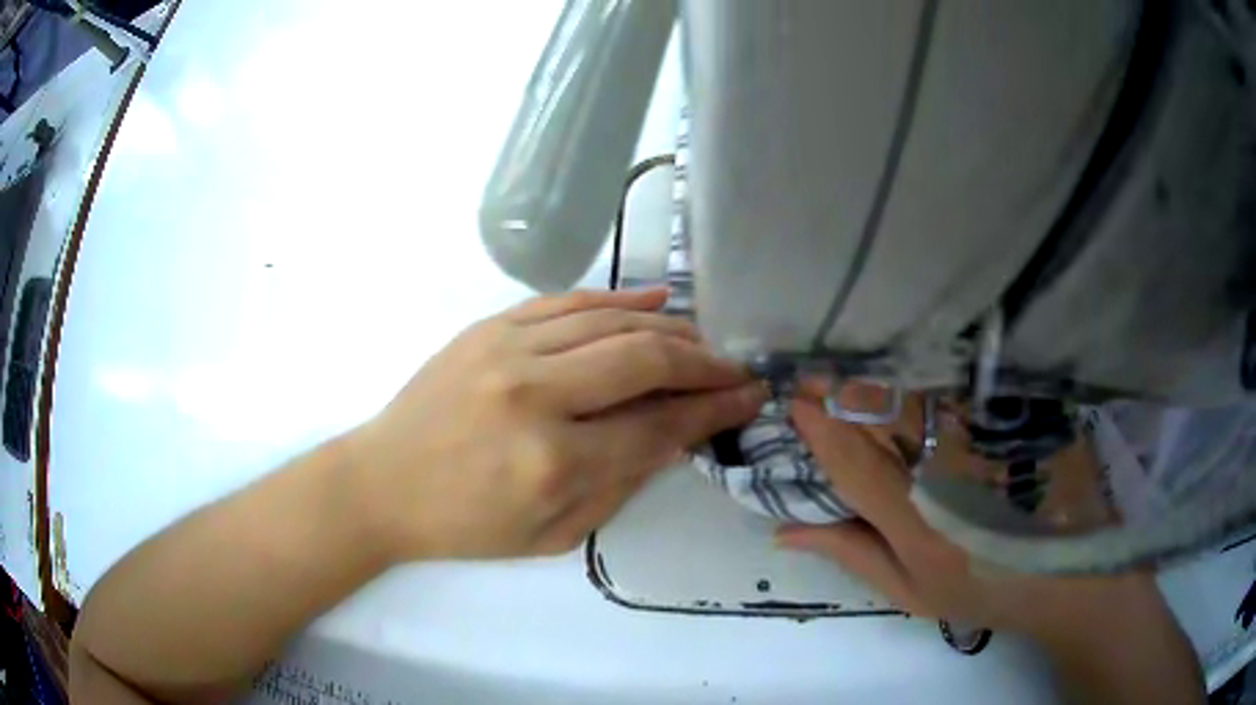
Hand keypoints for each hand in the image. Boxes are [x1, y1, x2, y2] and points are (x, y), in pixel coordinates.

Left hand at [346, 288, 765, 561]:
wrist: (383, 483)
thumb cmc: (467, 525)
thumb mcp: (553, 535)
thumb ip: (621, 484)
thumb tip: (674, 436)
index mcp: (553, 463)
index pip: (657, 425)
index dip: (712, 409)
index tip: (746, 396)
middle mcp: (535, 396)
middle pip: (643, 359)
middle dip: (702, 361)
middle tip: (733, 367)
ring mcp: (507, 351)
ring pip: (610, 321)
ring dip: (668, 327)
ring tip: (701, 337)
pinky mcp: (488, 328)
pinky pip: (566, 302)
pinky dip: (617, 299)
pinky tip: (653, 300)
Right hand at [776, 389, 1161, 639]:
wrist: (1066, 567)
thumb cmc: (982, 586)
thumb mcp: (911, 589)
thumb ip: (851, 554)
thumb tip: (785, 532)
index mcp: (913, 520)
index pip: (850, 460)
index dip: (817, 427)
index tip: (793, 402)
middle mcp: (944, 468)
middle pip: (880, 413)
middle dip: (838, 389)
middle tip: (812, 374)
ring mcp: (984, 434)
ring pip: (917, 390)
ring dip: (876, 375)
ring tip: (850, 365)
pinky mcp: (1012, 413)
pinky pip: (959, 381)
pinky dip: (926, 371)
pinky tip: (912, 364)